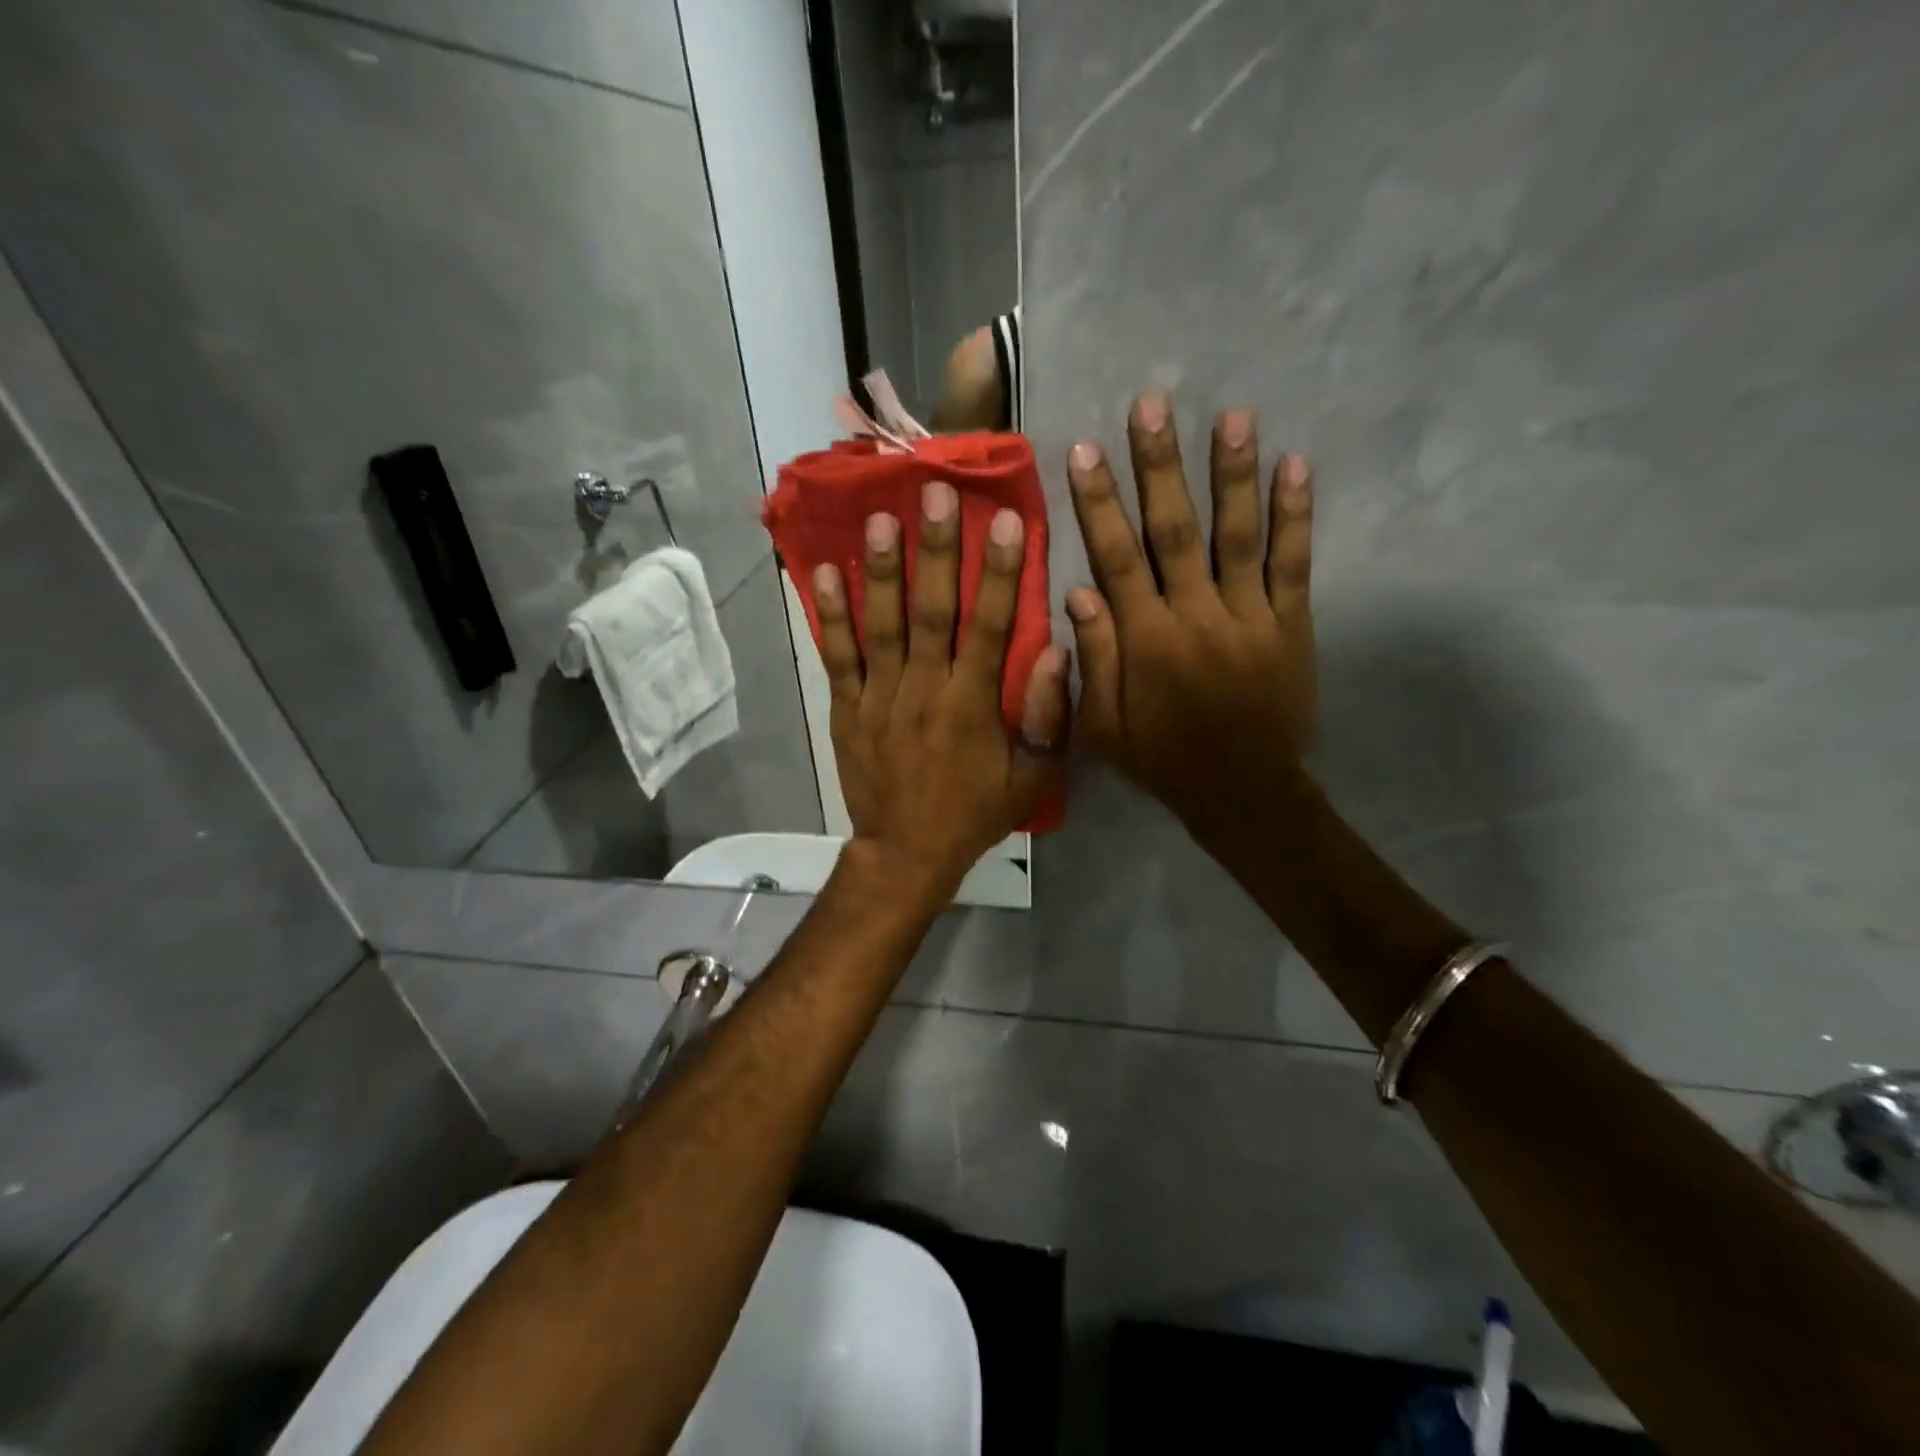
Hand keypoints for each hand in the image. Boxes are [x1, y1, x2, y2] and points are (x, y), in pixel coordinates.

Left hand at [815, 479, 1069, 903]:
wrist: (905, 853)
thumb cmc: (974, 813)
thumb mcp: (1032, 778)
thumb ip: (1049, 717)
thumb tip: (1058, 650)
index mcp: (973, 705)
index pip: (990, 627)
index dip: (999, 573)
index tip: (1006, 520)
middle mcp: (925, 690)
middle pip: (931, 611)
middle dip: (935, 551)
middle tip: (934, 493)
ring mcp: (880, 697)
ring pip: (881, 624)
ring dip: (881, 570)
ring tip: (881, 516)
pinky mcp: (847, 708)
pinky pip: (838, 656)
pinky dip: (829, 615)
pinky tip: (822, 571)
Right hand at [1064, 394, 1315, 831]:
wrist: (1243, 793)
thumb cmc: (1163, 760)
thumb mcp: (1104, 729)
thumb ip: (1092, 661)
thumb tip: (1077, 591)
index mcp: (1146, 640)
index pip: (1115, 559)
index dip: (1098, 504)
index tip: (1083, 451)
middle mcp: (1195, 616)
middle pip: (1174, 531)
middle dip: (1160, 466)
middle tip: (1152, 406)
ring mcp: (1249, 617)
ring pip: (1238, 535)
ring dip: (1233, 474)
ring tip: (1231, 416)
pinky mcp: (1292, 625)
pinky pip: (1294, 564)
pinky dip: (1295, 516)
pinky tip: (1295, 466)